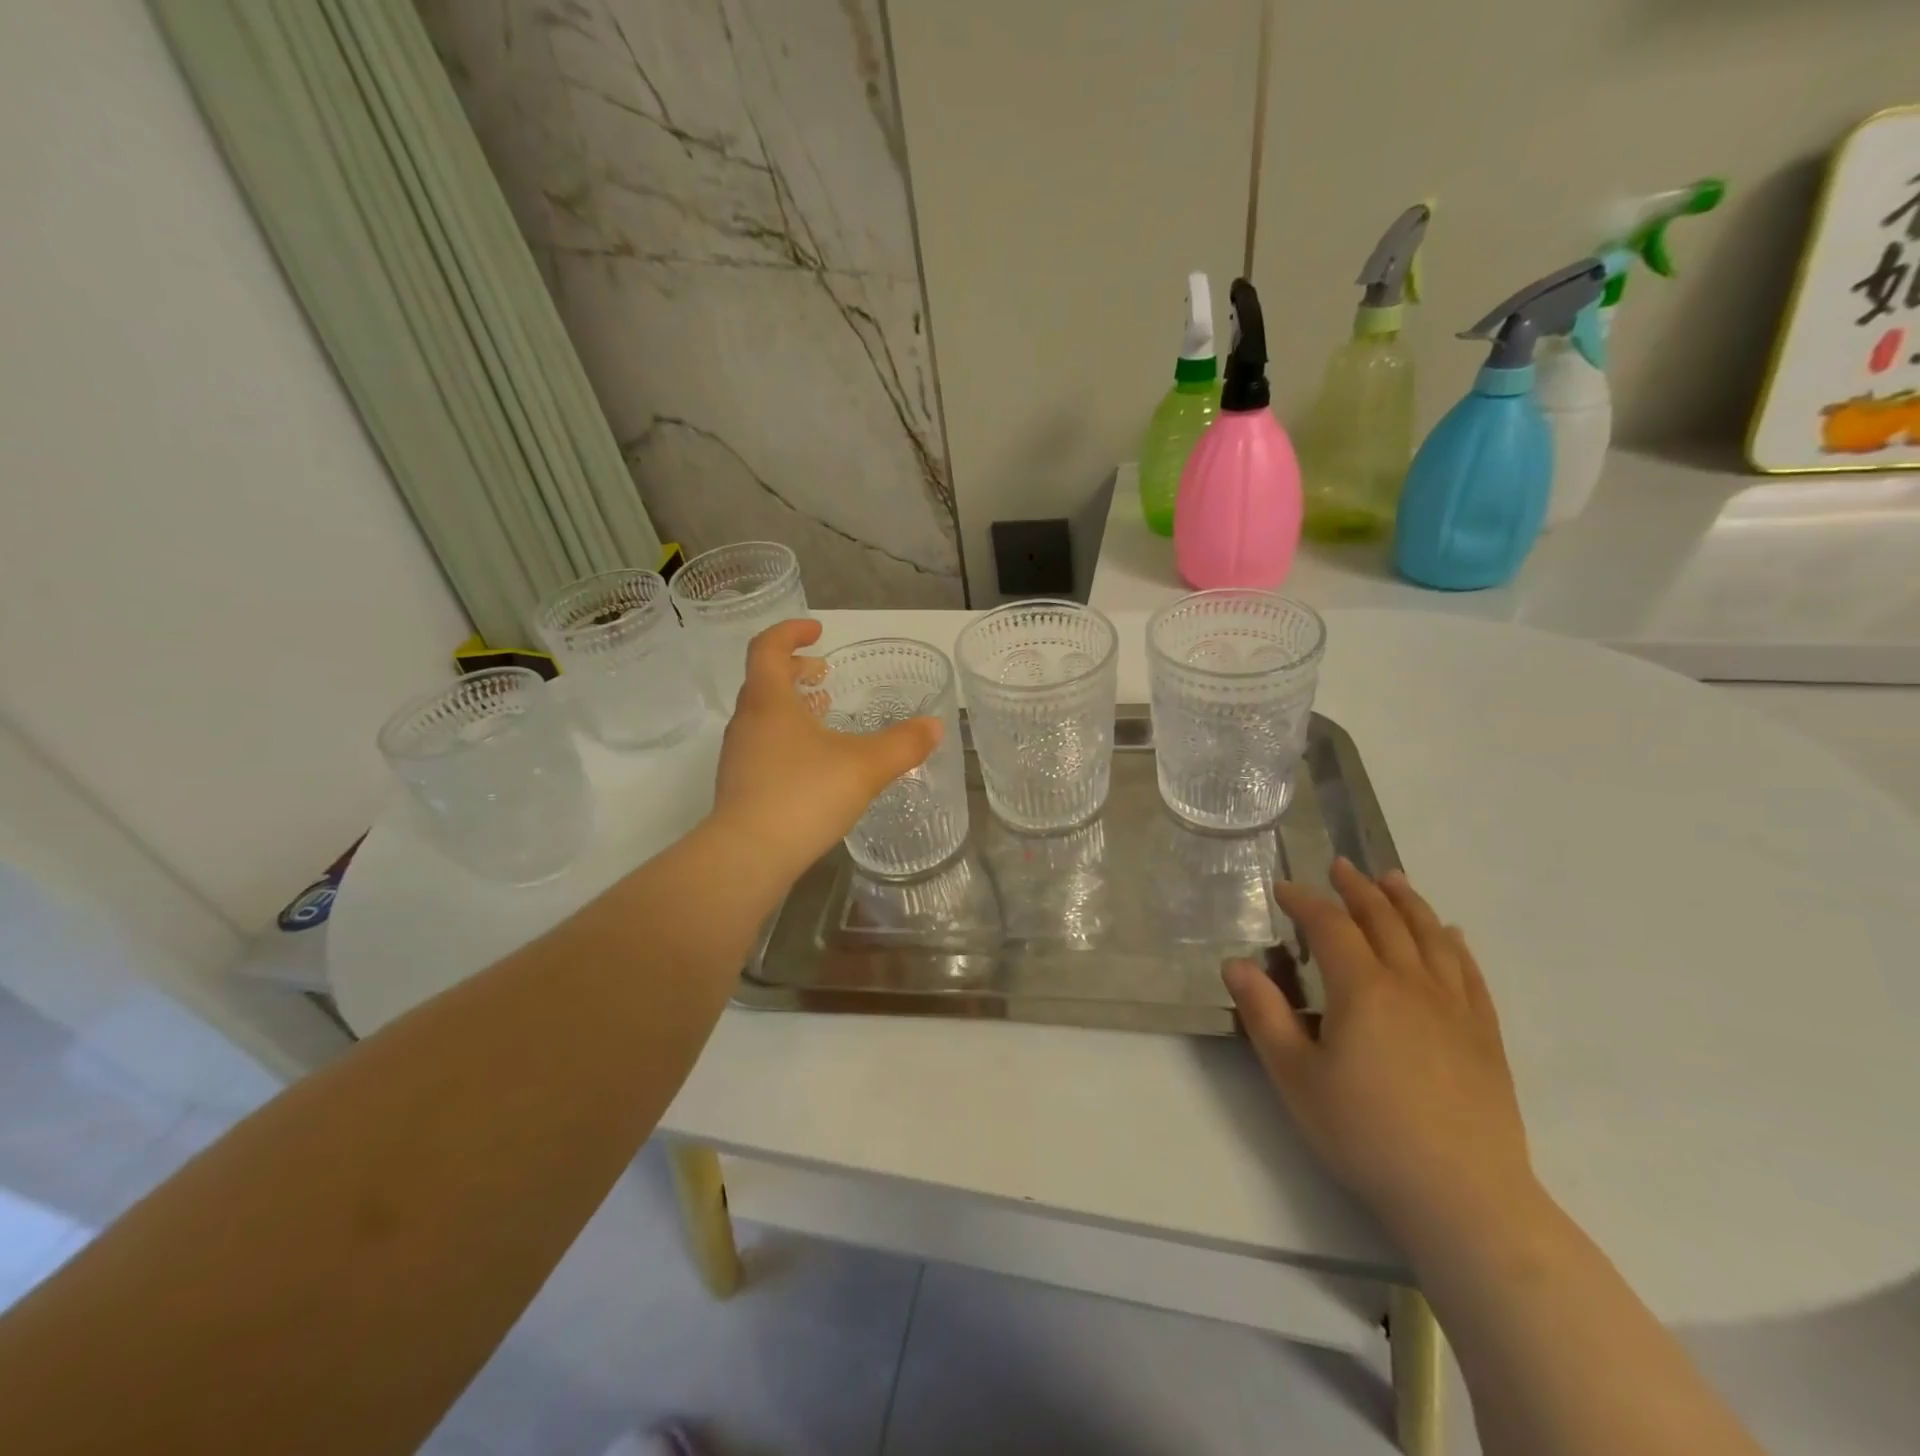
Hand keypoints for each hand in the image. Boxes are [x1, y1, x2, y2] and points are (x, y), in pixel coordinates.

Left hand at [709, 619, 941, 883]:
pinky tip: (814, 765)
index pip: (768, 647)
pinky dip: (787, 738)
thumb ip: (903, 744)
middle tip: (824, 674)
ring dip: (791, 706)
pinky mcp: (739, 786)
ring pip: (763, 716)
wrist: (748, 856)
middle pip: (764, 680)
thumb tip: (935, 726)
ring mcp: (738, 755)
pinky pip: (763, 746)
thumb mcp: (865, 766)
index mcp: (769, 701)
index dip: (791, 632)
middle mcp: (747, 721)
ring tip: (823, 716)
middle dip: (794, 670)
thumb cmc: (804, 795)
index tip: (817, 632)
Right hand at [1224, 858, 1537, 1248]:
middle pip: (1385, 920)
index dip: (1305, 902)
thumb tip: (1235, 964)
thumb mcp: (1295, 1076)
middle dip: (1358, 889)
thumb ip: (1264, 1015)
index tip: (1283, 888)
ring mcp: (1455, 1008)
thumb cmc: (1365, 1133)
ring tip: (1392, 880)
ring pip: (1431, 937)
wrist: (1464, 1197)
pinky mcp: (1485, 1036)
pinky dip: (1455, 944)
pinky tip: (1450, 934)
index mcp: (1363, 989)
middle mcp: (1411, 984)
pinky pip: (1469, 973)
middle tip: (1340, 866)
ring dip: (1408, 902)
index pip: (1330, 926)